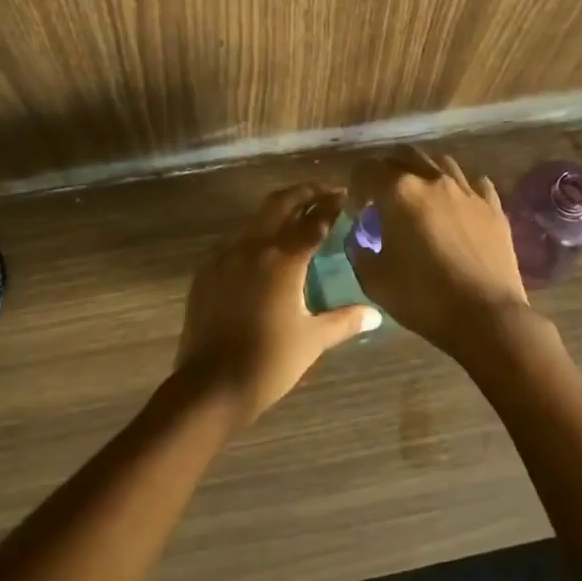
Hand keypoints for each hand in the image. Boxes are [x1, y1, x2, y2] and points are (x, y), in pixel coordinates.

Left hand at [174, 183, 382, 427]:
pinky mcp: (206, 272)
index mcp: (282, 258)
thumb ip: (344, 321)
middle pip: (279, 204)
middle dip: (303, 194)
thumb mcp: (312, 340)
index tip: (344, 195)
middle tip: (322, 193)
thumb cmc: (269, 362)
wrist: (210, 387)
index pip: (313, 220)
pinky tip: (263, 253)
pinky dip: (255, 236)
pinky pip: (235, 242)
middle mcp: (252, 247)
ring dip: (277, 212)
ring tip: (296, 220)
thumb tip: (375, 315)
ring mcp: (224, 256)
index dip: (330, 204)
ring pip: (254, 220)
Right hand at [346, 147, 535, 360]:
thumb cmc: (423, 298)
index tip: (358, 210)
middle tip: (383, 196)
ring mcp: (467, 190)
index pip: (367, 169)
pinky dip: (459, 189)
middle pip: (404, 155)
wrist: (486, 317)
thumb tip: (359, 237)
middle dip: (387, 169)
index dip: (355, 186)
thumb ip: (358, 250)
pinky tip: (457, 206)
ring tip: (420, 198)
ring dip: (423, 173)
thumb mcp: (374, 280)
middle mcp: (433, 180)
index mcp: (399, 192)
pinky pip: (474, 184)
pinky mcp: (493, 207)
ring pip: (440, 162)